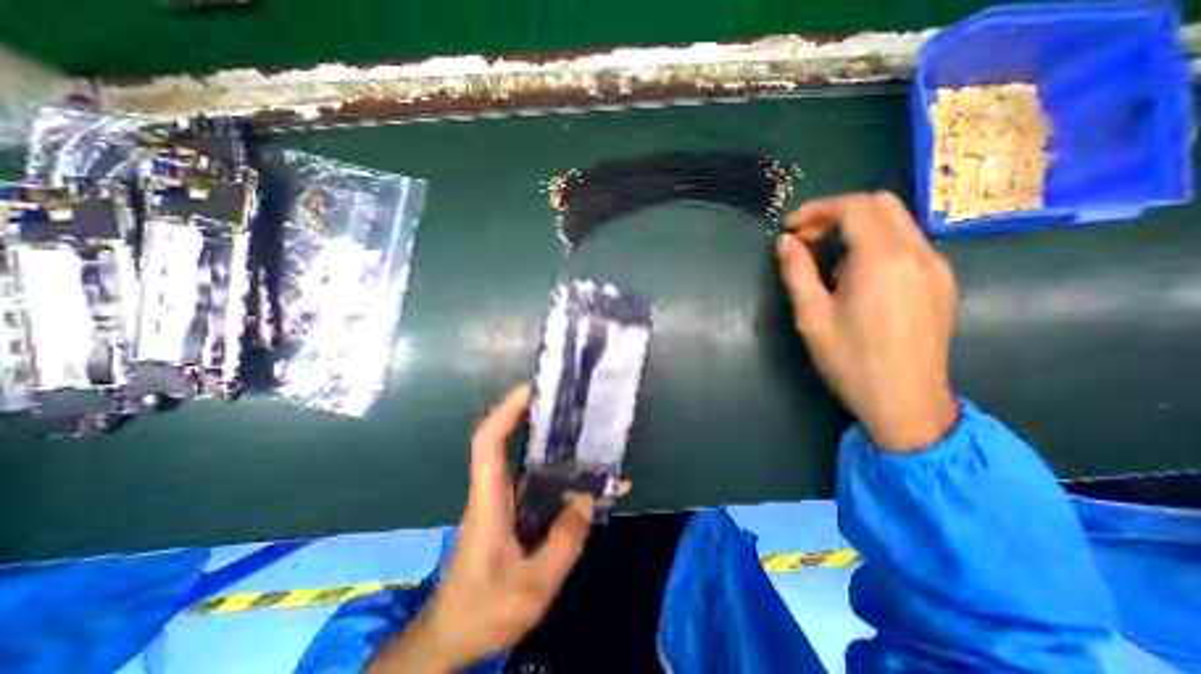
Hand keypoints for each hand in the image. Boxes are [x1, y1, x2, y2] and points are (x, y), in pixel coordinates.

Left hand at [365, 387, 588, 671]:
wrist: (453, 638)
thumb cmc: (484, 610)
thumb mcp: (533, 586)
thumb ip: (564, 542)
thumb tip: (587, 499)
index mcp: (489, 501)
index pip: (488, 443)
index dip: (506, 412)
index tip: (530, 391)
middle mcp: (494, 492)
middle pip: (508, 443)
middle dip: (534, 418)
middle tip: (569, 406)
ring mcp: (503, 502)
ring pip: (528, 463)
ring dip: (553, 447)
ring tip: (587, 437)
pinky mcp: (513, 513)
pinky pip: (538, 487)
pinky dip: (560, 479)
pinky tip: (587, 486)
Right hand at [779, 189, 958, 452]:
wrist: (905, 402)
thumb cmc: (851, 360)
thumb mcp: (811, 316)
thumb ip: (797, 272)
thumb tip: (785, 242)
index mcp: (883, 259)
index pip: (854, 207)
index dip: (817, 210)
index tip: (789, 228)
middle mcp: (917, 253)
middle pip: (880, 205)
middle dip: (837, 213)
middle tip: (806, 238)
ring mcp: (935, 267)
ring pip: (896, 222)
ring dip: (856, 229)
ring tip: (827, 262)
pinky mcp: (940, 282)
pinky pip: (906, 244)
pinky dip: (875, 244)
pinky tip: (856, 277)